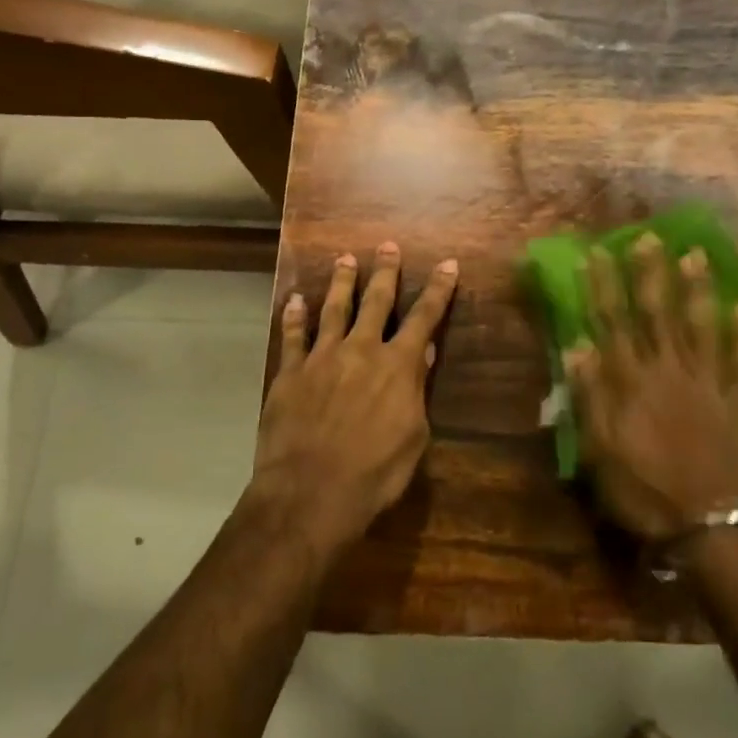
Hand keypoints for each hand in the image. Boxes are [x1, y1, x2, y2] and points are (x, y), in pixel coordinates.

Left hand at [252, 242, 459, 554]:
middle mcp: (361, 350)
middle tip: (388, 245)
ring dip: (341, 282)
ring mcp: (322, 357)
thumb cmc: (374, 473)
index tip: (447, 264)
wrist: (311, 491)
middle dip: (385, 272)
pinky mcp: (290, 372)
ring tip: (345, 258)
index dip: (438, 290)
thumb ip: (416, 390)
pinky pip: (293, 336)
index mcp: (398, 366)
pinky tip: (294, 300)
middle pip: (376, 302)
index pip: (424, 318)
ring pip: (334, 308)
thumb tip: (422, 353)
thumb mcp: (413, 437)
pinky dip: (295, 316)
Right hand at [565, 236, 737, 541]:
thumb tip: (577, 347)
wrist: (710, 526)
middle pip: (657, 314)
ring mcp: (708, 383)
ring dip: (697, 289)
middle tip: (648, 237)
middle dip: (650, 273)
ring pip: (701, 326)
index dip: (603, 287)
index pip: (612, 323)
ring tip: (696, 254)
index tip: (596, 254)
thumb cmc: (644, 491)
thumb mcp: (599, 452)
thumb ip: (589, 397)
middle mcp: (669, 371)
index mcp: (631, 383)